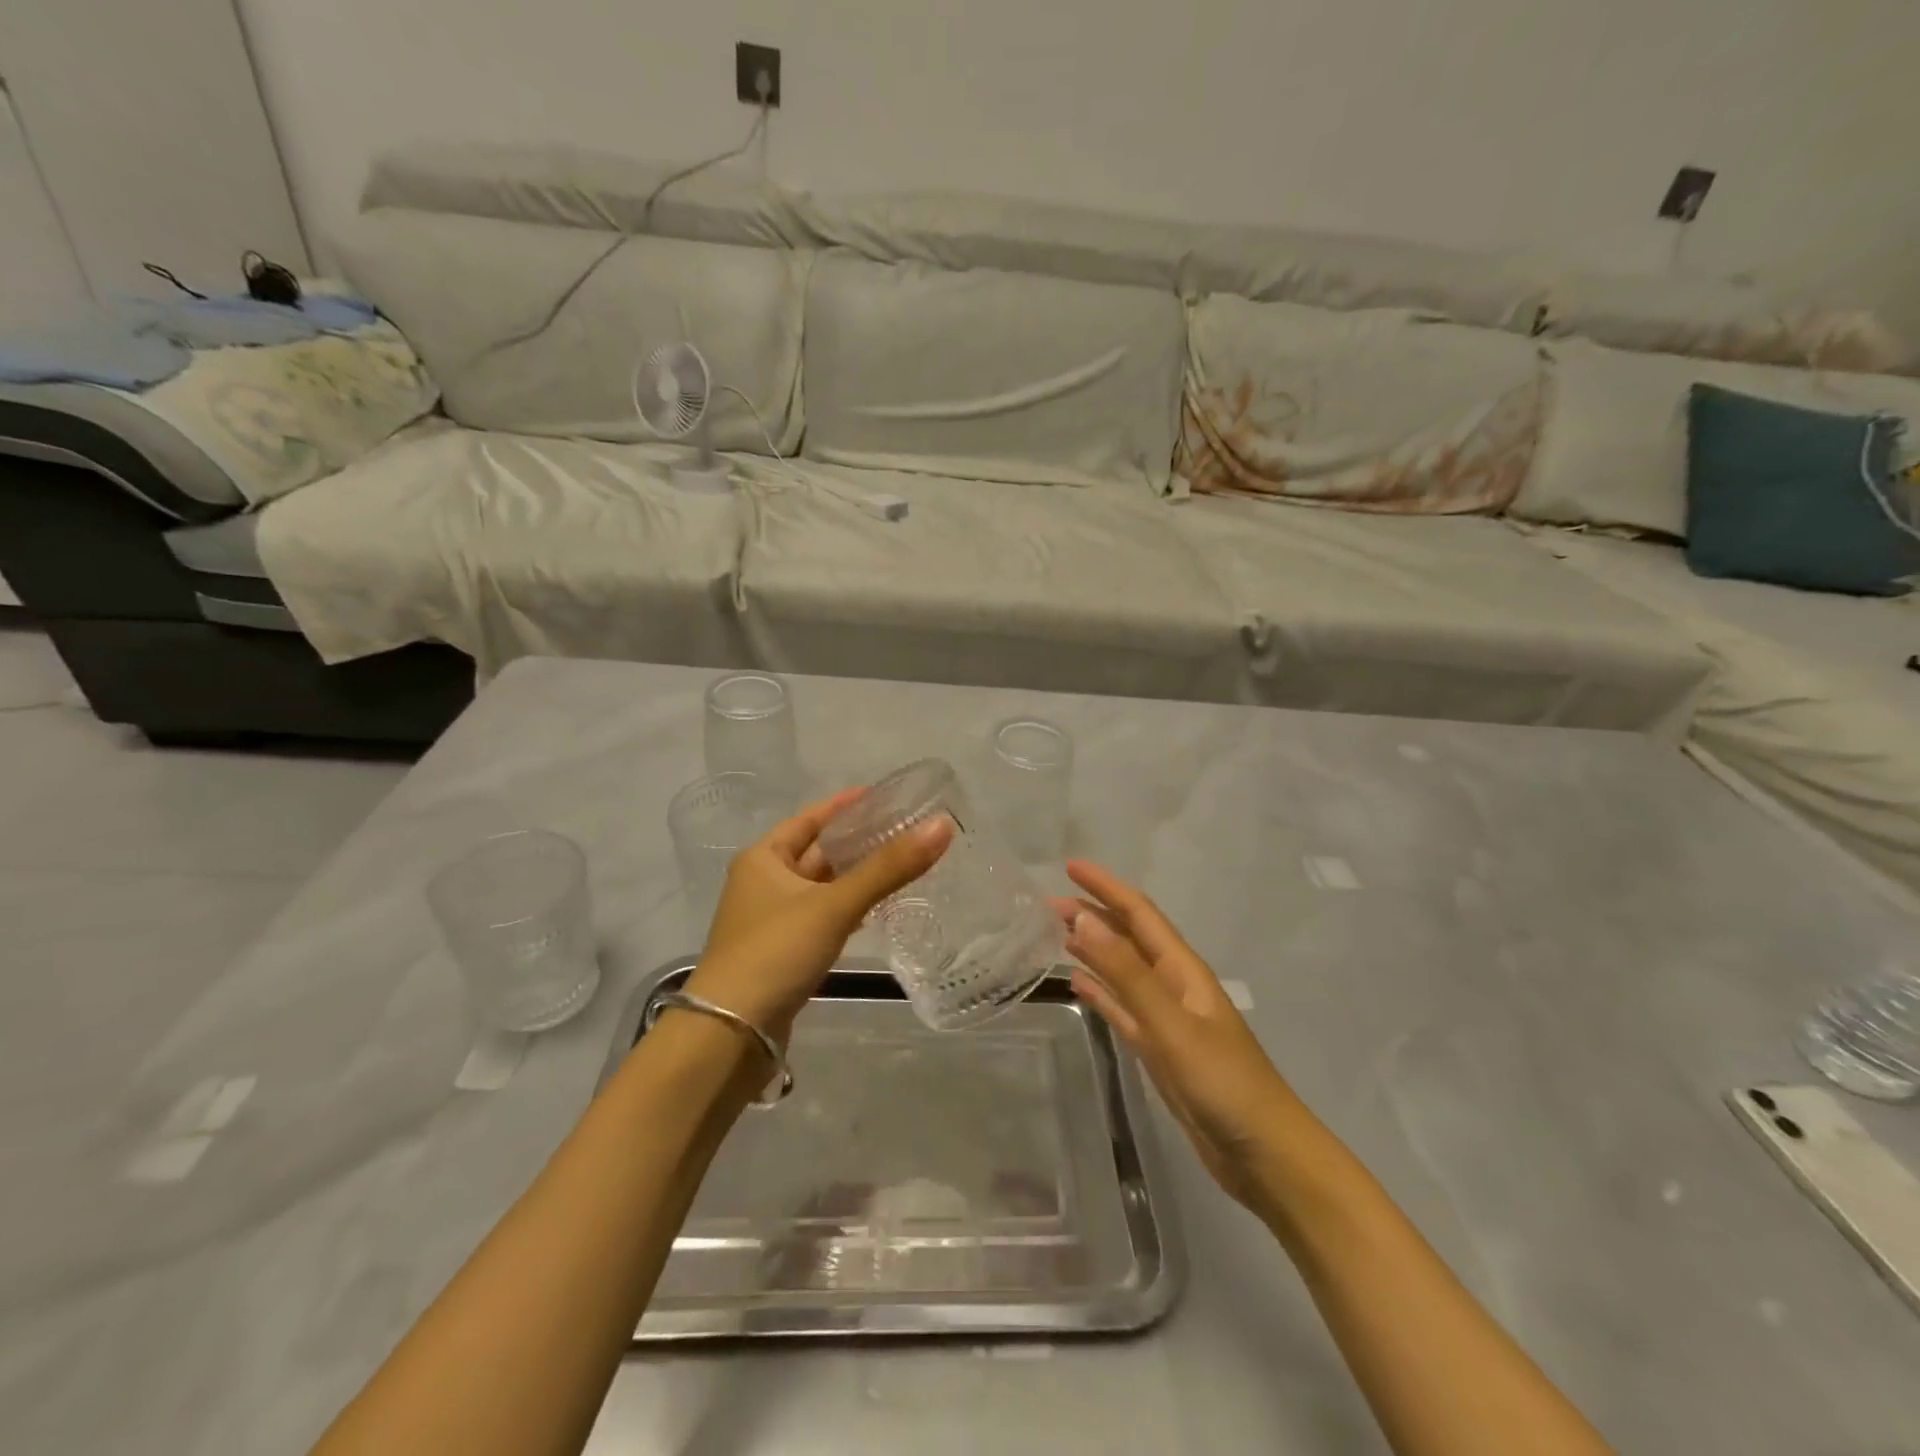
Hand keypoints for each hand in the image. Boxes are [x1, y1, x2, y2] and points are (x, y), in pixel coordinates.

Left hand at [686, 789, 950, 1038]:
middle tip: (905, 830)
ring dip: (856, 877)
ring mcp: (772, 921)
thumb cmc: (775, 952)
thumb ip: (888, 868)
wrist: (729, 1035)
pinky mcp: (784, 954)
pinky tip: (876, 910)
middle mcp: (764, 883)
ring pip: (822, 888)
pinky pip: (823, 918)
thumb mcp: (834, 905)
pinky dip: (848, 910)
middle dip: (858, 842)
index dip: (846, 805)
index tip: (884, 796)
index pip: (811, 819)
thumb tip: (942, 826)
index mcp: (763, 858)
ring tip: (901, 864)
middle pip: (818, 852)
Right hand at [1056, 860, 1298, 1211]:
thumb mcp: (1170, 1023)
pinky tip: (1077, 982)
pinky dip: (1099, 991)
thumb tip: (1084, 919)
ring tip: (1054, 934)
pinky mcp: (1158, 1049)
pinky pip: (1121, 1008)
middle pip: (1128, 938)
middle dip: (1092, 914)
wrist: (1263, 1155)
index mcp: (1182, 970)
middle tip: (1046, 905)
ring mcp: (1166, 1018)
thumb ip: (1126, 973)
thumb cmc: (1223, 1082)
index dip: (1105, 887)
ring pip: (1121, 970)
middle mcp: (1173, 985)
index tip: (1069, 867)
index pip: (1138, 913)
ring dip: (1092, 949)